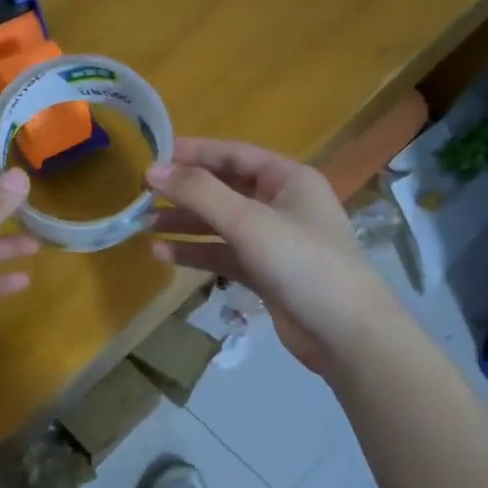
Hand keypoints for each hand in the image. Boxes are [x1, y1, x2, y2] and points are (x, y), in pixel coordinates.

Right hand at [147, 139, 398, 376]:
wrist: (346, 335)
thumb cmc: (303, 263)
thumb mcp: (249, 221)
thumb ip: (200, 192)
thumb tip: (152, 169)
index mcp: (288, 179)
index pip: (234, 154)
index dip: (194, 153)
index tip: (153, 156)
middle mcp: (281, 204)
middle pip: (225, 188)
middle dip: (185, 192)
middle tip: (142, 194)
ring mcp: (273, 241)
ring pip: (221, 224)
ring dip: (185, 223)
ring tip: (144, 224)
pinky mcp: (265, 273)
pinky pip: (224, 254)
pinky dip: (196, 252)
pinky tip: (162, 254)